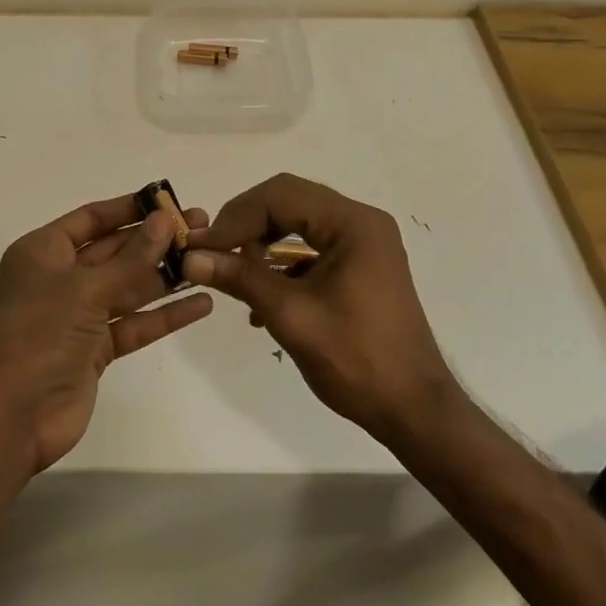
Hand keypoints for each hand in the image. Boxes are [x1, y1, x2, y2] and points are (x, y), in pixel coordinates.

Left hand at [0, 194, 213, 473]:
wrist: (12, 417)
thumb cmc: (40, 335)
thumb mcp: (86, 288)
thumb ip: (132, 257)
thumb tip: (166, 219)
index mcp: (45, 251)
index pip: (93, 218)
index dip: (130, 208)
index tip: (169, 200)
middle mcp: (61, 278)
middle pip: (115, 250)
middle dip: (156, 240)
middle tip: (201, 226)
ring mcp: (79, 315)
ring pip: (128, 286)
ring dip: (165, 275)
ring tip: (208, 259)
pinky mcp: (96, 349)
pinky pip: (135, 323)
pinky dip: (165, 315)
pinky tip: (201, 303)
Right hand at [182, 174, 458, 440]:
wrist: (414, 410)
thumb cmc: (357, 360)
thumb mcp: (291, 316)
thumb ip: (241, 278)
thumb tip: (191, 258)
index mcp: (353, 223)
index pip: (281, 195)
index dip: (236, 217)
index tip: (202, 247)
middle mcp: (361, 221)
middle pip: (289, 202)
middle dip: (246, 225)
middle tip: (214, 253)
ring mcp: (364, 243)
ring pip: (298, 223)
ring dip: (261, 243)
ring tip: (233, 273)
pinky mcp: (361, 265)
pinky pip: (312, 246)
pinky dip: (282, 263)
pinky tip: (262, 297)